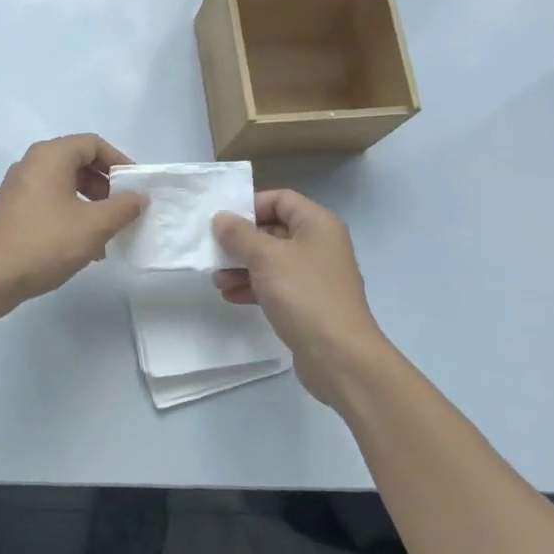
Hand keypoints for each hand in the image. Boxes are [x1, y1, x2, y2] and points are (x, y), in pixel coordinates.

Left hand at [0, 134, 144, 317]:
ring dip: (89, 204)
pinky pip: (48, 203)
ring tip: (107, 232)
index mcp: (50, 157)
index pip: (92, 144)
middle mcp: (31, 165)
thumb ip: (123, 208)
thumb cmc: (45, 242)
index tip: (135, 186)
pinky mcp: (10, 212)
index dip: (119, 161)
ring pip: (63, 186)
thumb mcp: (94, 226)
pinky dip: (69, 215)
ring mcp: (17, 189)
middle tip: (122, 209)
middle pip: (77, 163)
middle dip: (105, 185)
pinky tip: (82, 246)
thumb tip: (138, 197)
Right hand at [213, 190, 391, 400]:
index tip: (223, 221)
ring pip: (272, 260)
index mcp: (317, 223)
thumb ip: (240, 234)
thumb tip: (222, 218)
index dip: (250, 205)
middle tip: (213, 252)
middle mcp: (319, 244)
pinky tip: (230, 296)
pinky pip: (276, 285)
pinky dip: (254, 286)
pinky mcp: (308, 302)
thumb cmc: (303, 294)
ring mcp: (315, 275)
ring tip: (217, 280)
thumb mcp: (266, 257)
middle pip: (274, 229)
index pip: (280, 199)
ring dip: (242, 266)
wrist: (339, 355)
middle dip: (241, 241)